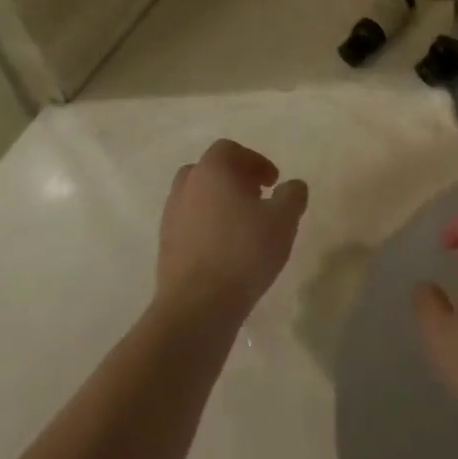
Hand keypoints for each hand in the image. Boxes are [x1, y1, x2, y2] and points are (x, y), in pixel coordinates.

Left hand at [156, 140, 307, 323]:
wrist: (196, 308)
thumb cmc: (243, 252)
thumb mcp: (283, 220)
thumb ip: (292, 195)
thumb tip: (292, 186)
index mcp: (212, 170)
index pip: (230, 150)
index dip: (255, 161)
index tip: (273, 182)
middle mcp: (186, 187)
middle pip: (209, 171)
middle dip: (233, 179)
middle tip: (256, 198)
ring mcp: (171, 218)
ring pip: (196, 198)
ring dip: (218, 204)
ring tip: (242, 227)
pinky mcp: (165, 248)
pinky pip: (189, 225)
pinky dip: (206, 228)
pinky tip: (226, 251)